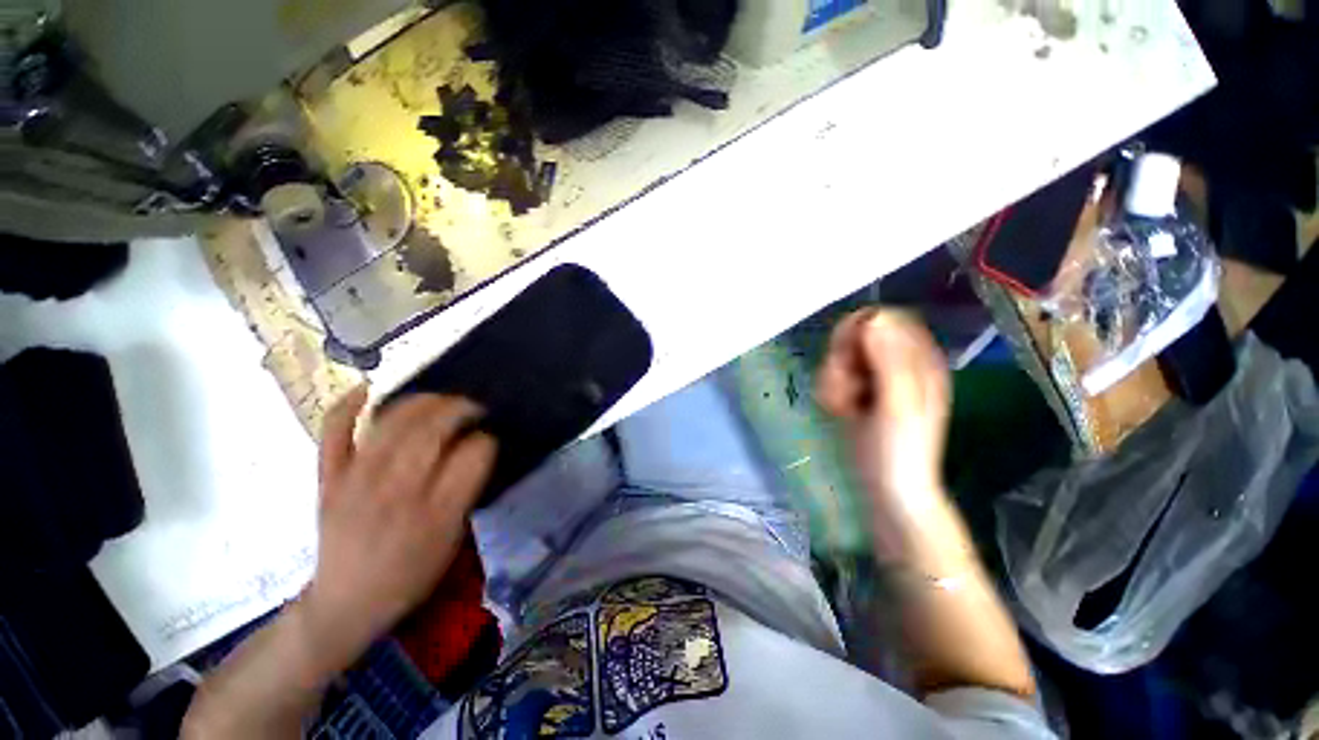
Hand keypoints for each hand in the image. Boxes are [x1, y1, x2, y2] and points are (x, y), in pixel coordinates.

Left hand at [301, 386, 496, 667]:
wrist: (347, 603)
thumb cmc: (410, 573)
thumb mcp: (453, 538)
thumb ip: (467, 489)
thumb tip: (479, 446)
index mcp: (435, 513)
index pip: (471, 456)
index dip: (486, 440)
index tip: (490, 438)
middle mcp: (396, 492)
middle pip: (431, 431)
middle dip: (460, 409)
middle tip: (474, 408)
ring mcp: (356, 482)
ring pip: (391, 424)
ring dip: (422, 401)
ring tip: (441, 399)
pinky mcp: (329, 479)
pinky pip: (333, 434)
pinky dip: (347, 406)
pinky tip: (367, 388)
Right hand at [817, 309, 951, 512]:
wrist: (887, 487)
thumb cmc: (900, 449)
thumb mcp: (898, 403)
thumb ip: (889, 360)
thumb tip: (872, 318)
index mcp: (918, 359)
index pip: (883, 319)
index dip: (858, 333)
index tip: (849, 358)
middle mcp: (896, 362)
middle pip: (854, 336)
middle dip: (841, 361)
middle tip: (847, 388)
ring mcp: (875, 378)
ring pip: (839, 356)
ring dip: (832, 379)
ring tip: (843, 406)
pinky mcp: (857, 392)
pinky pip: (833, 375)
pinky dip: (830, 391)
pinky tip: (838, 411)